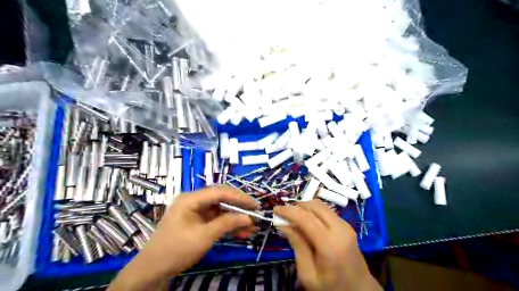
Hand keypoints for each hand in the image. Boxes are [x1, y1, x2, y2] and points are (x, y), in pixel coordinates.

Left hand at [109, 186, 256, 290]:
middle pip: (221, 199)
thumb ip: (227, 224)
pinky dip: (227, 225)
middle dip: (239, 208)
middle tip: (255, 214)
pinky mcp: (197, 221)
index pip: (220, 192)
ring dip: (235, 218)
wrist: (152, 270)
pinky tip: (240, 232)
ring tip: (251, 227)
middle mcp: (193, 201)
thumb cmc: (176, 250)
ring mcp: (195, 211)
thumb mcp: (204, 236)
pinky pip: (216, 220)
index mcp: (191, 199)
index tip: (254, 205)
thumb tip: (248, 218)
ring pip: (220, 210)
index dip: (239, 197)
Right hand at [276, 200, 379, 290]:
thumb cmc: (331, 287)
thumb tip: (283, 224)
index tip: (275, 209)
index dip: (288, 211)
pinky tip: (306, 222)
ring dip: (305, 207)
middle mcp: (340, 228)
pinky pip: (326, 211)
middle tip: (283, 214)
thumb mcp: (308, 274)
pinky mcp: (347, 225)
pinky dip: (313, 212)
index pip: (305, 218)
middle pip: (314, 206)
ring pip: (321, 205)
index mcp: (330, 244)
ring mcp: (345, 225)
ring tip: (293, 218)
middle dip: (296, 206)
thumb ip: (297, 246)